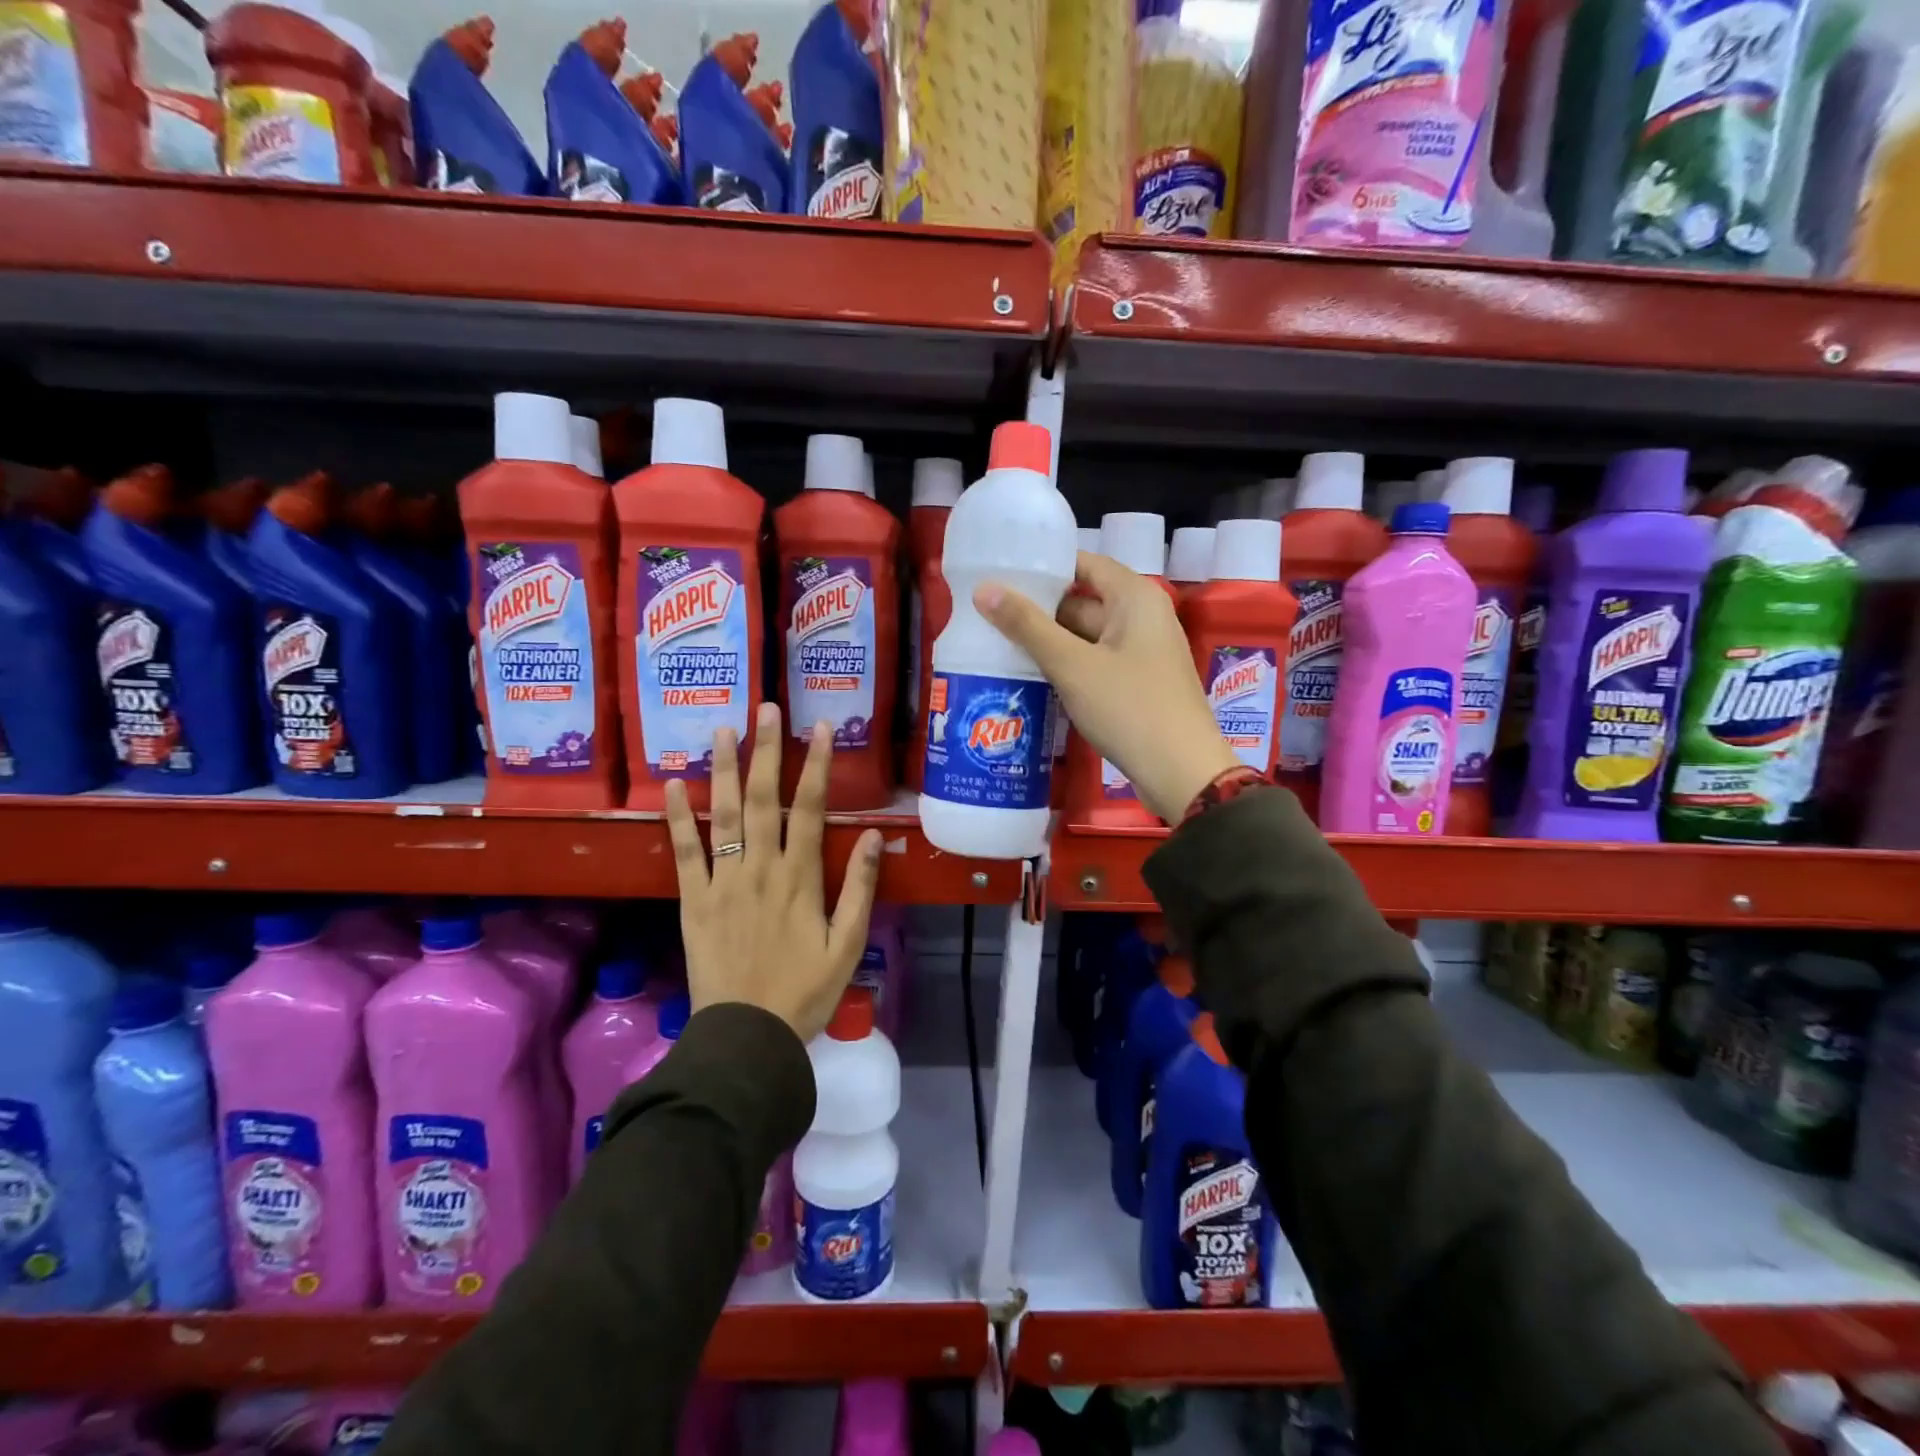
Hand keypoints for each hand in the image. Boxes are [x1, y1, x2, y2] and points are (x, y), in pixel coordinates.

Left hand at [665, 702, 883, 1042]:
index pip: (811, 809)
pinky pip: (684, 853)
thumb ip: (861, 889)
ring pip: (724, 815)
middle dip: (767, 751)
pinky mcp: (693, 900)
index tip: (819, 729)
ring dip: (724, 770)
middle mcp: (761, 868)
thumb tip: (877, 838)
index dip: (817, 766)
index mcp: (801, 878)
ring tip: (724, 730)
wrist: (747, 1036)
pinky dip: (678, 818)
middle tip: (766, 708)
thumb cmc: (805, 992)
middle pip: (764, 799)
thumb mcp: (848, 945)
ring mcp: (723, 882)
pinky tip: (674, 785)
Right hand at [975, 551, 1239, 822]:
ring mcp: (1141, 653)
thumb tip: (984, 589)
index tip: (1000, 571)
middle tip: (986, 612)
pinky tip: (1029, 675)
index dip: (1044, 565)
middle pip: (1082, 600)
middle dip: (1038, 608)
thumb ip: (1027, 626)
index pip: (1084, 563)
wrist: (1182, 773)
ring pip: (1085, 636)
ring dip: (1048, 641)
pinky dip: (1066, 666)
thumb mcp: (1072, 665)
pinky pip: (1094, 663)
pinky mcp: (1136, 684)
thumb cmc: (1129, 708)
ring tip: (995, 641)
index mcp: (1134, 598)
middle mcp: (1142, 617)